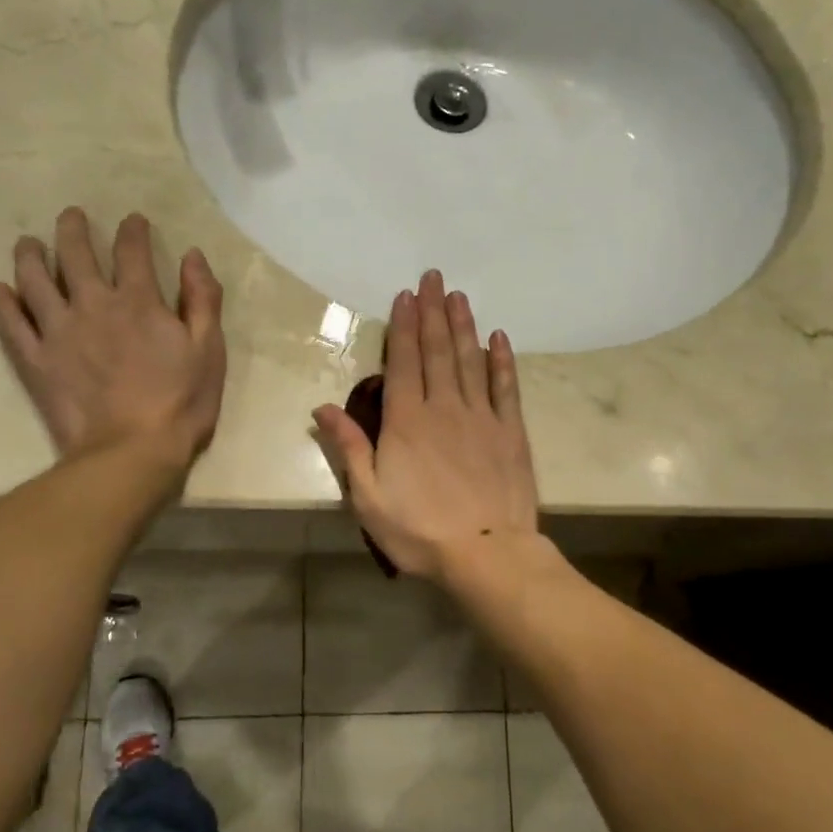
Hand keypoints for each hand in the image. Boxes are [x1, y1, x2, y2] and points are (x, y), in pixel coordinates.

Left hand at [0, 208, 225, 473]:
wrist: (133, 451)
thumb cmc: (181, 401)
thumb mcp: (209, 349)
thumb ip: (202, 299)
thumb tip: (192, 255)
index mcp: (138, 301)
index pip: (132, 251)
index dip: (132, 230)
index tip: (132, 220)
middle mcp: (93, 305)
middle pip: (76, 254)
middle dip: (73, 229)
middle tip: (71, 216)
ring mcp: (58, 332)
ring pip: (35, 280)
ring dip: (31, 256)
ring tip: (28, 244)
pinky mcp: (36, 361)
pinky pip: (12, 325)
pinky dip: (4, 303)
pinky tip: (0, 289)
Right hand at [312, 270, 540, 581]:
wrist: (486, 554)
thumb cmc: (419, 530)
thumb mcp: (368, 496)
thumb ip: (349, 447)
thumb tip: (322, 408)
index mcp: (406, 421)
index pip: (402, 362)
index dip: (403, 326)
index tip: (406, 295)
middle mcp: (444, 407)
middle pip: (437, 350)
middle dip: (433, 312)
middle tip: (434, 278)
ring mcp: (481, 417)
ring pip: (470, 360)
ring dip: (463, 326)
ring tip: (459, 296)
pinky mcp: (510, 432)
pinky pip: (506, 387)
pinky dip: (501, 361)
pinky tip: (498, 338)